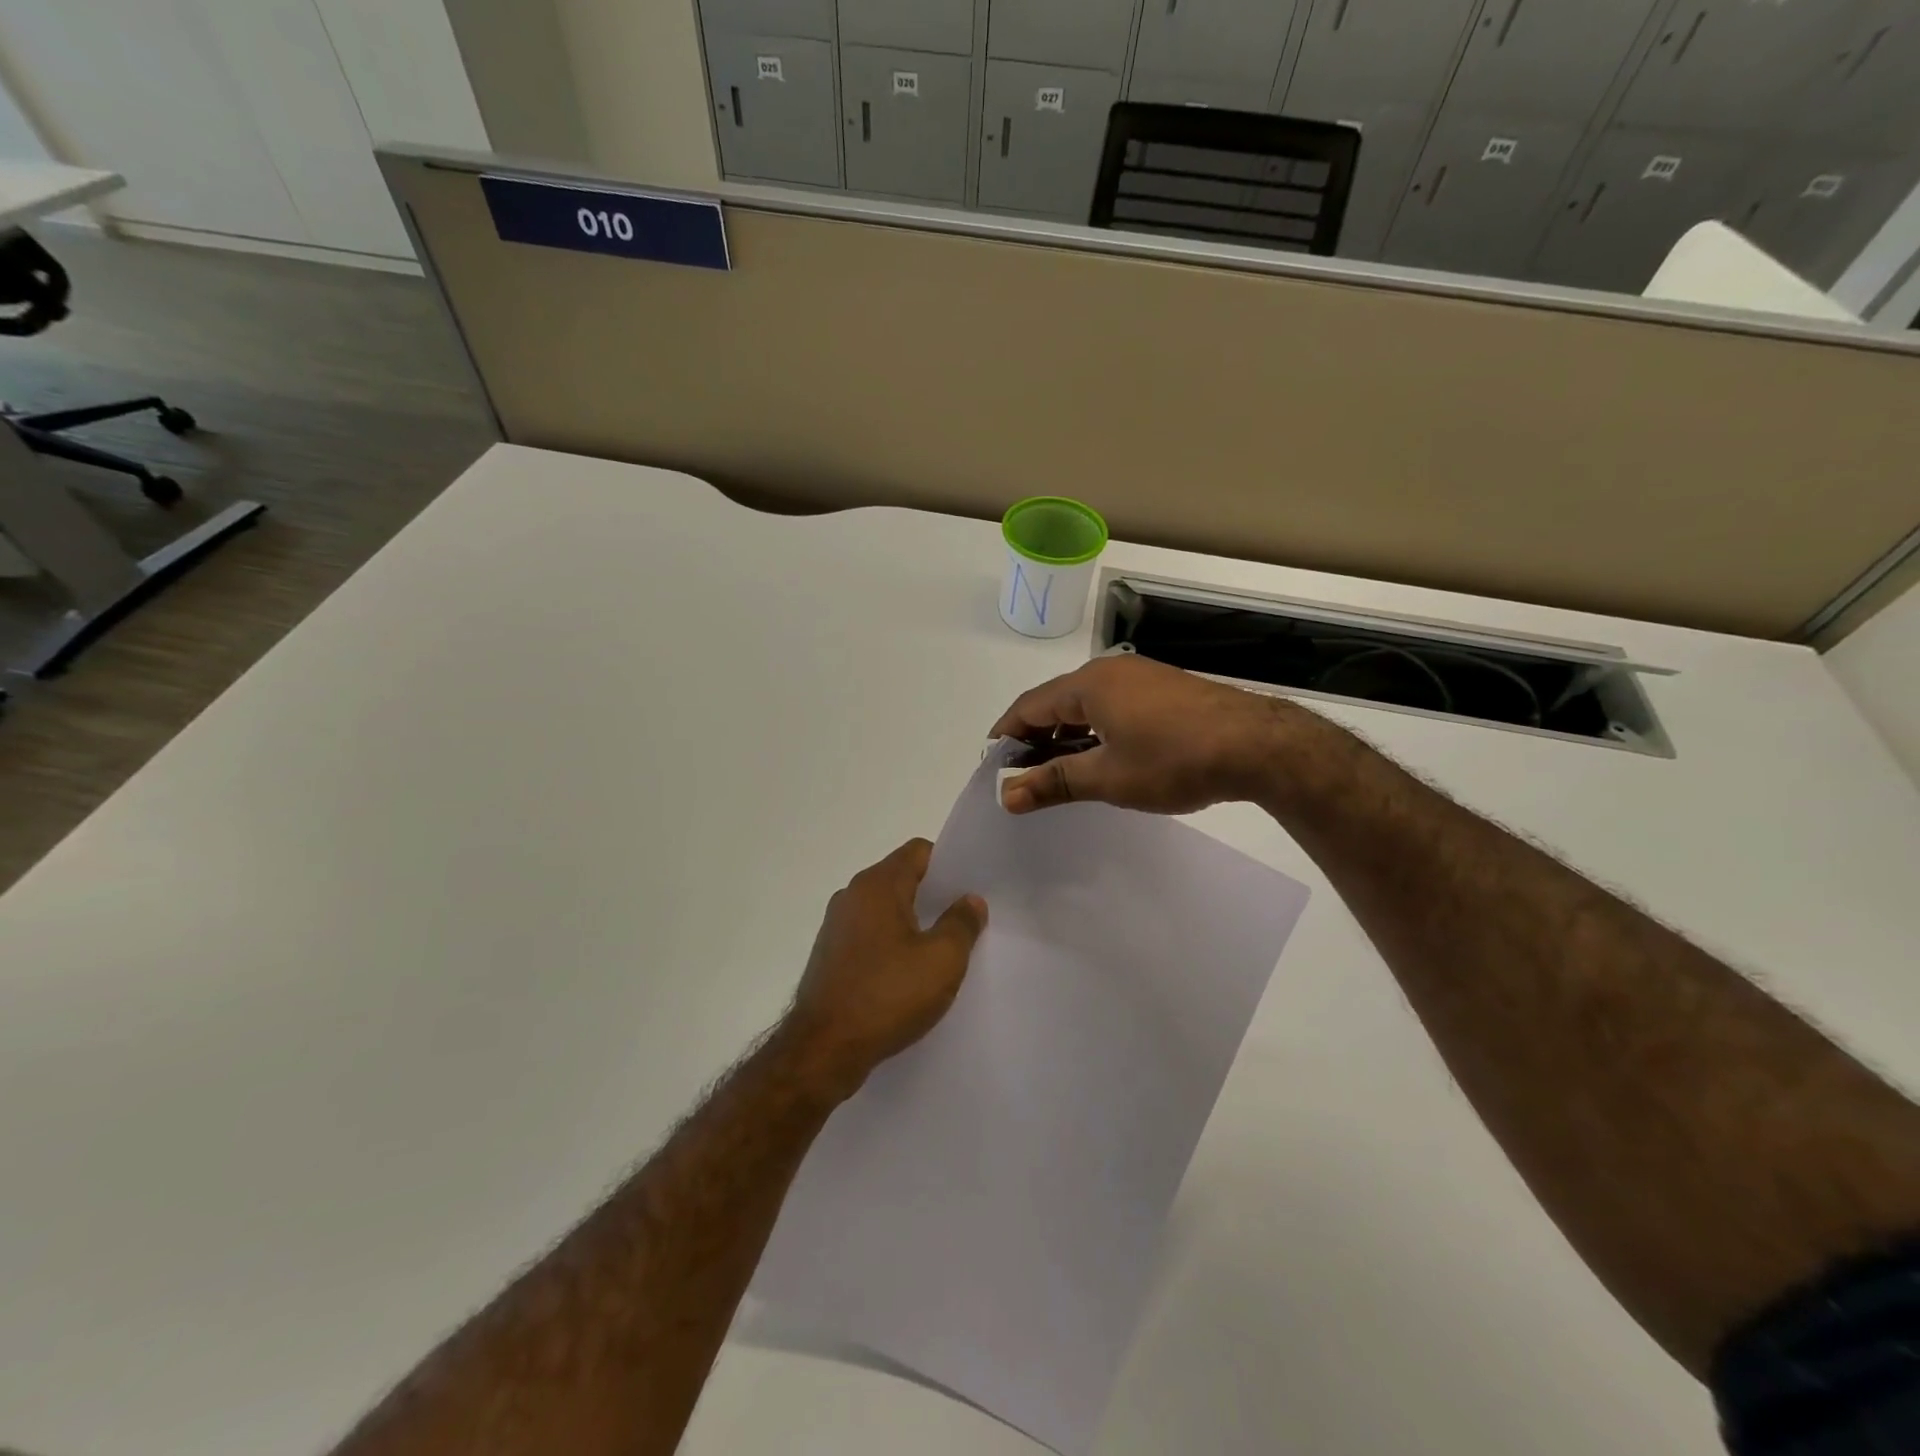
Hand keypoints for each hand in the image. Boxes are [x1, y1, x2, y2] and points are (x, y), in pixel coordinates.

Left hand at [783, 839, 986, 1098]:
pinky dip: (892, 945)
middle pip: (901, 878)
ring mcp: (836, 926)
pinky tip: (910, 975)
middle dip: (934, 896)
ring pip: (886, 909)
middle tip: (966, 921)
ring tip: (942, 951)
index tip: (970, 889)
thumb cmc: (887, 996)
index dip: (949, 865)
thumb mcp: (942, 960)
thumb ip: (962, 923)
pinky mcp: (830, 955)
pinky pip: (870, 935)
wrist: (823, 1050)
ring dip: (913, 923)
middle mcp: (852, 895)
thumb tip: (970, 900)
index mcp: (877, 885)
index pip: (919, 851)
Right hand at [991, 655, 1310, 814]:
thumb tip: (1007, 796)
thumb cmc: (1173, 759)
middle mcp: (1110, 671)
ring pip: (1086, 703)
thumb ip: (1054, 782)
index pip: (1029, 705)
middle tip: (1022, 772)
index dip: (1006, 733)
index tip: (991, 762)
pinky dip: (1094, 729)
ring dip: (1065, 734)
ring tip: (1057, 769)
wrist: (1257, 745)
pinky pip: (1113, 704)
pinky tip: (1100, 755)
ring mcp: (1141, 677)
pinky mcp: (1165, 689)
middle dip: (1035, 736)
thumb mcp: (1108, 777)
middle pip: (1056, 701)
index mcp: (1088, 684)